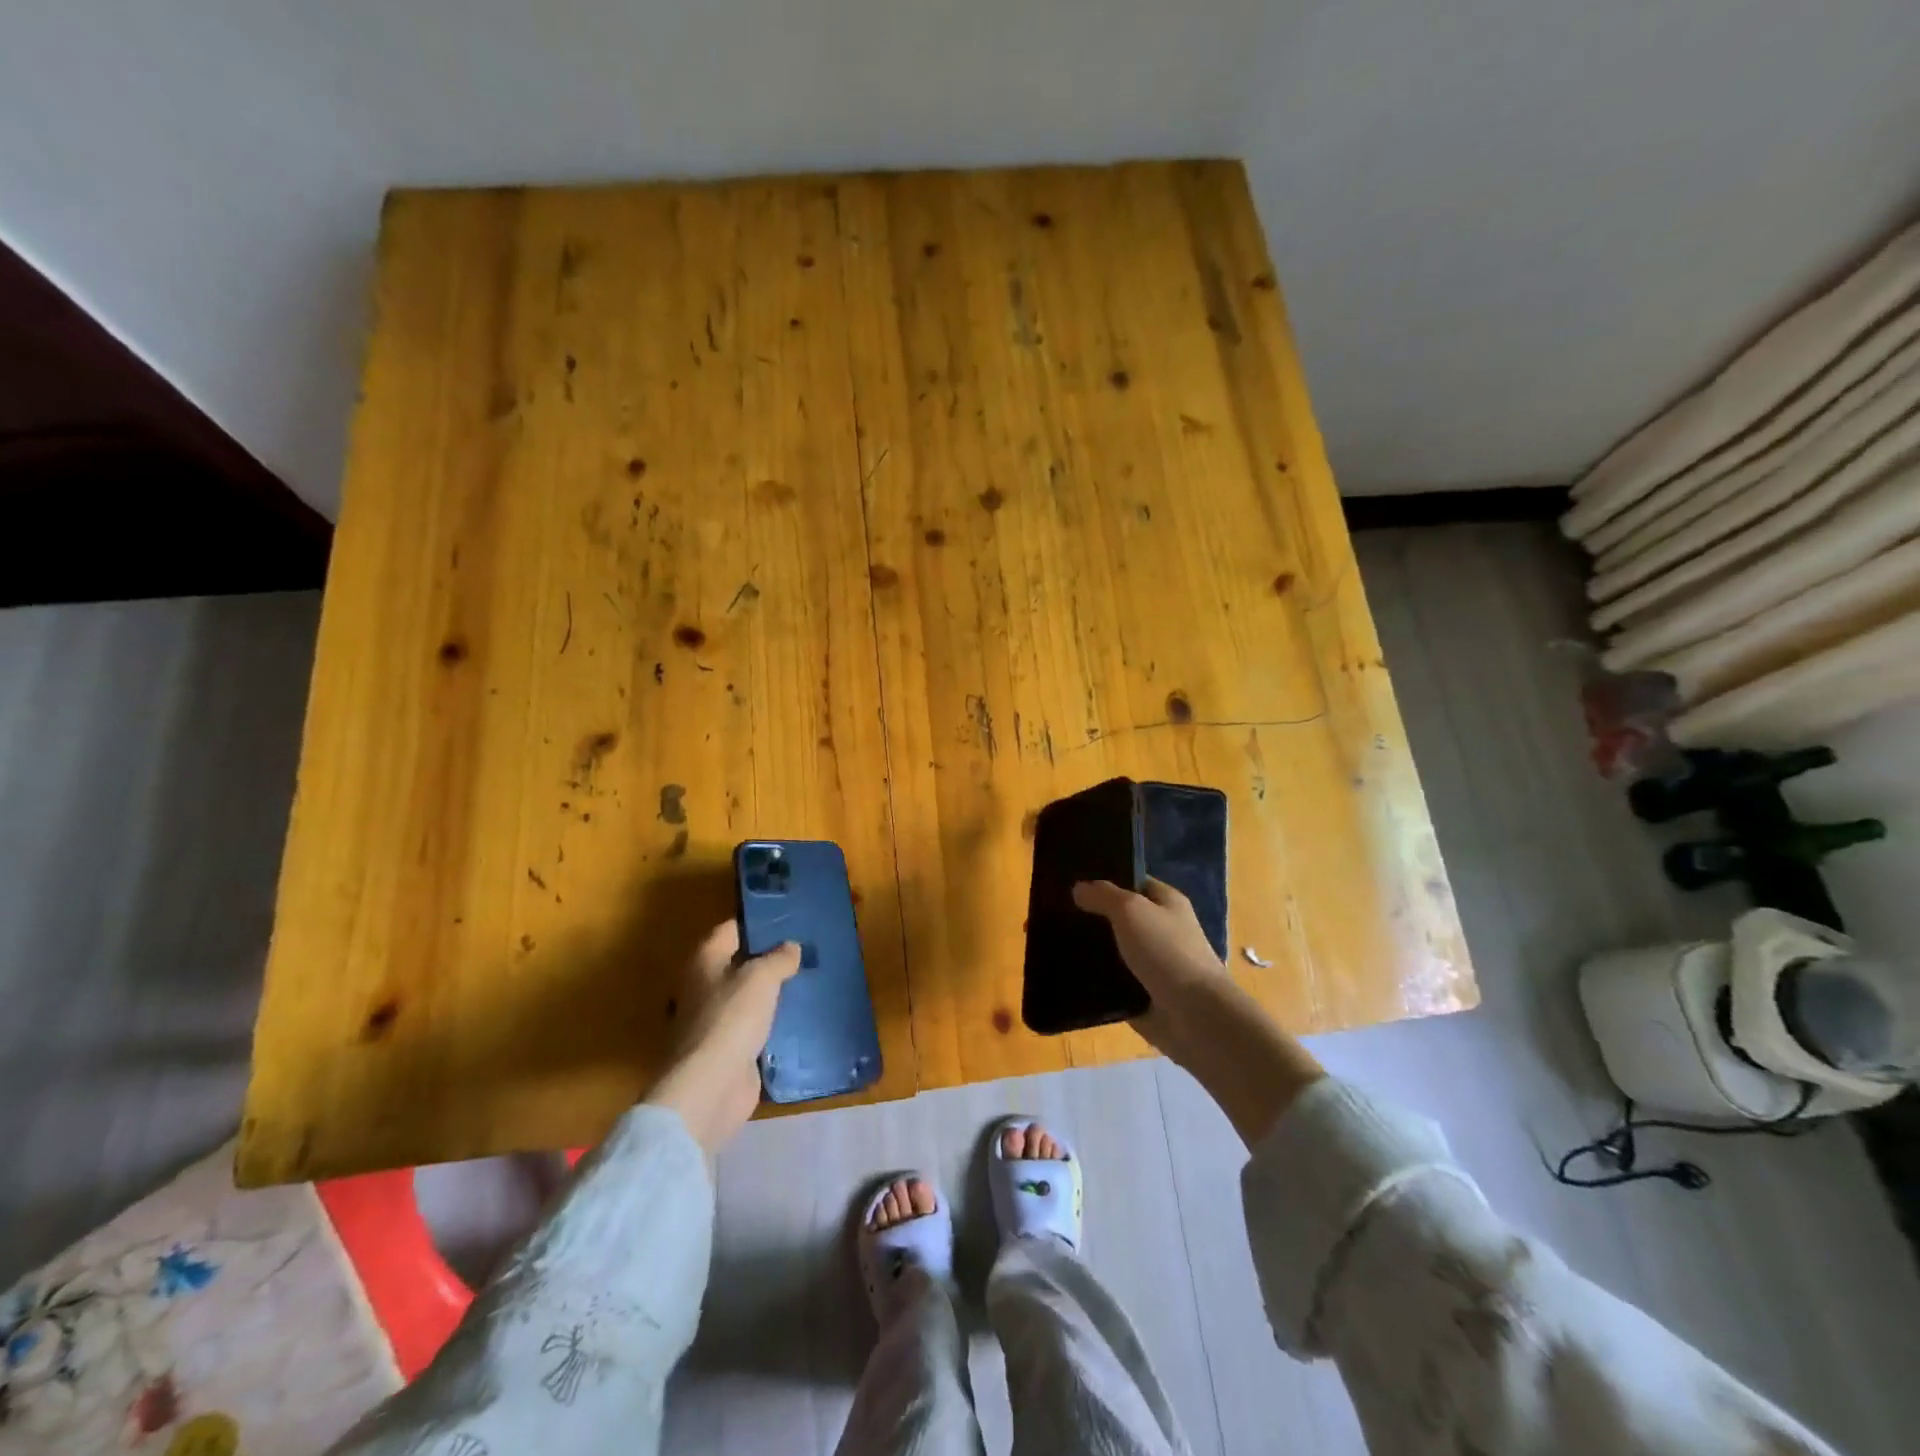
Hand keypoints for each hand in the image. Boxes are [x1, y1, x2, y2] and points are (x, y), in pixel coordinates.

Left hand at [644, 920, 799, 1154]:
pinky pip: (756, 1029)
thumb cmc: (730, 1020)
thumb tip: (790, 947)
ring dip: (772, 993)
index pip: (730, 930)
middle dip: (768, 958)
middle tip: (805, 949)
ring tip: (809, 980)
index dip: (756, 923)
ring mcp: (716, 1022)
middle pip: (739, 964)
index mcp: (705, 962)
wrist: (710, 1089)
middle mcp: (705, 988)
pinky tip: (801, 1018)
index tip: (787, 919)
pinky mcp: (730, 1052)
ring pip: (749, 998)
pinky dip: (774, 1024)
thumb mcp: (761, 978)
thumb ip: (778, 958)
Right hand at [1073, 877, 1323, 1144]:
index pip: (1133, 882)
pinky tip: (1064, 973)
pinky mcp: (1141, 995)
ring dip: (1089, 949)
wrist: (1194, 1016)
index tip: (1071, 880)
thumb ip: (1104, 895)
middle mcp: (1161, 930)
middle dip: (1091, 915)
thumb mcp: (1131, 910)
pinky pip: (1110, 982)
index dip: (1105, 879)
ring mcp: (1151, 964)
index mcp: (1166, 903)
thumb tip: (1079, 887)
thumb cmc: (1167, 951)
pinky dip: (1092, 980)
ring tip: (1051, 942)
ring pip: (1113, 950)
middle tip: (1052, 912)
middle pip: (1120, 917)